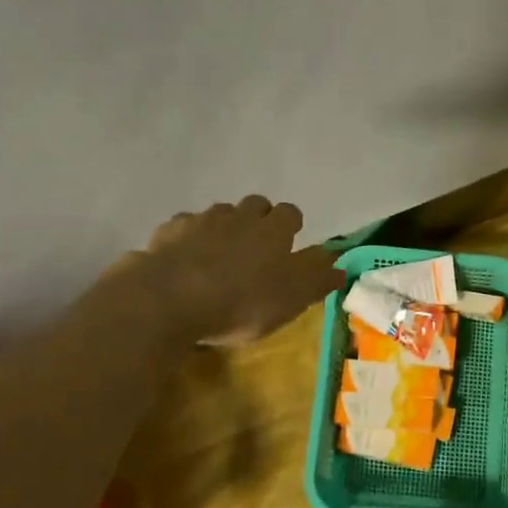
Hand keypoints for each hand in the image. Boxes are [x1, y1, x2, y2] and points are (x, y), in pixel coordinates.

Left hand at [125, 197, 342, 346]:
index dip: (291, 226)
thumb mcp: (292, 297)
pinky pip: (184, 227)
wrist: (171, 298)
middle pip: (254, 205)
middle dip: (258, 219)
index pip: (290, 213)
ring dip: (224, 227)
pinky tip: (185, 259)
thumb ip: (318, 279)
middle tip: (256, 247)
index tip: (290, 243)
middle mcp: (239, 216)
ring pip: (219, 213)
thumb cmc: (243, 301)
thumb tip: (340, 265)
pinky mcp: (167, 233)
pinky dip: (189, 238)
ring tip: (220, 254)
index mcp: (273, 230)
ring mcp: (200, 221)